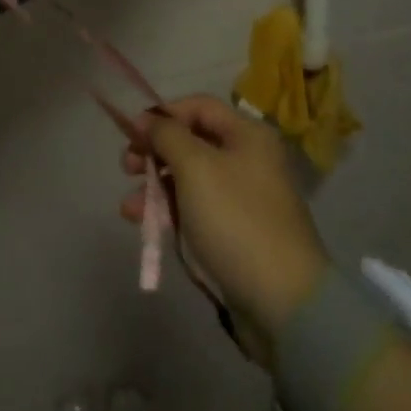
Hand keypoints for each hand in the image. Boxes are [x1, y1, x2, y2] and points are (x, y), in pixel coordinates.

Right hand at [120, 96, 329, 355]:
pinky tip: (143, 223)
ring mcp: (241, 197)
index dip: (163, 114)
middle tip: (127, 167)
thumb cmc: (236, 219)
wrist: (282, 303)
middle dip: (154, 152)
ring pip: (189, 178)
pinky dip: (169, 210)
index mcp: (247, 135)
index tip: (132, 133)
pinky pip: (195, 208)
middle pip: (191, 141)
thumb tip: (147, 119)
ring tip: (129, 207)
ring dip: (155, 186)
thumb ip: (166, 134)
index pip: (198, 106)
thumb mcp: (195, 167)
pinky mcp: (234, 232)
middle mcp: (248, 159)